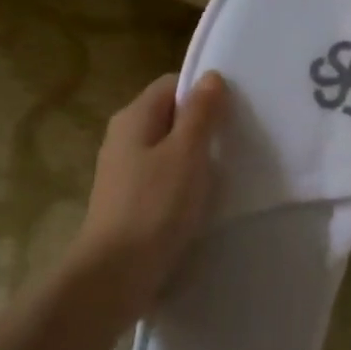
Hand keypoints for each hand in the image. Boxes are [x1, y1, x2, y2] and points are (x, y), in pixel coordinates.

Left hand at [68, 71, 226, 319]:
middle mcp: (123, 137)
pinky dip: (182, 182)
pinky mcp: (128, 199)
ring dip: (194, 157)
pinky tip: (200, 200)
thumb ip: (201, 113)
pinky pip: (162, 177)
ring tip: (223, 173)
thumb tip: (211, 76)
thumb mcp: (187, 152)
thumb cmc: (156, 206)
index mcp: (134, 117)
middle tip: (234, 143)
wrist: (116, 273)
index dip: (203, 93)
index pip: (172, 85)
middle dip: (202, 126)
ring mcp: (123, 170)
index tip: (232, 113)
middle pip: (170, 116)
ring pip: (167, 148)